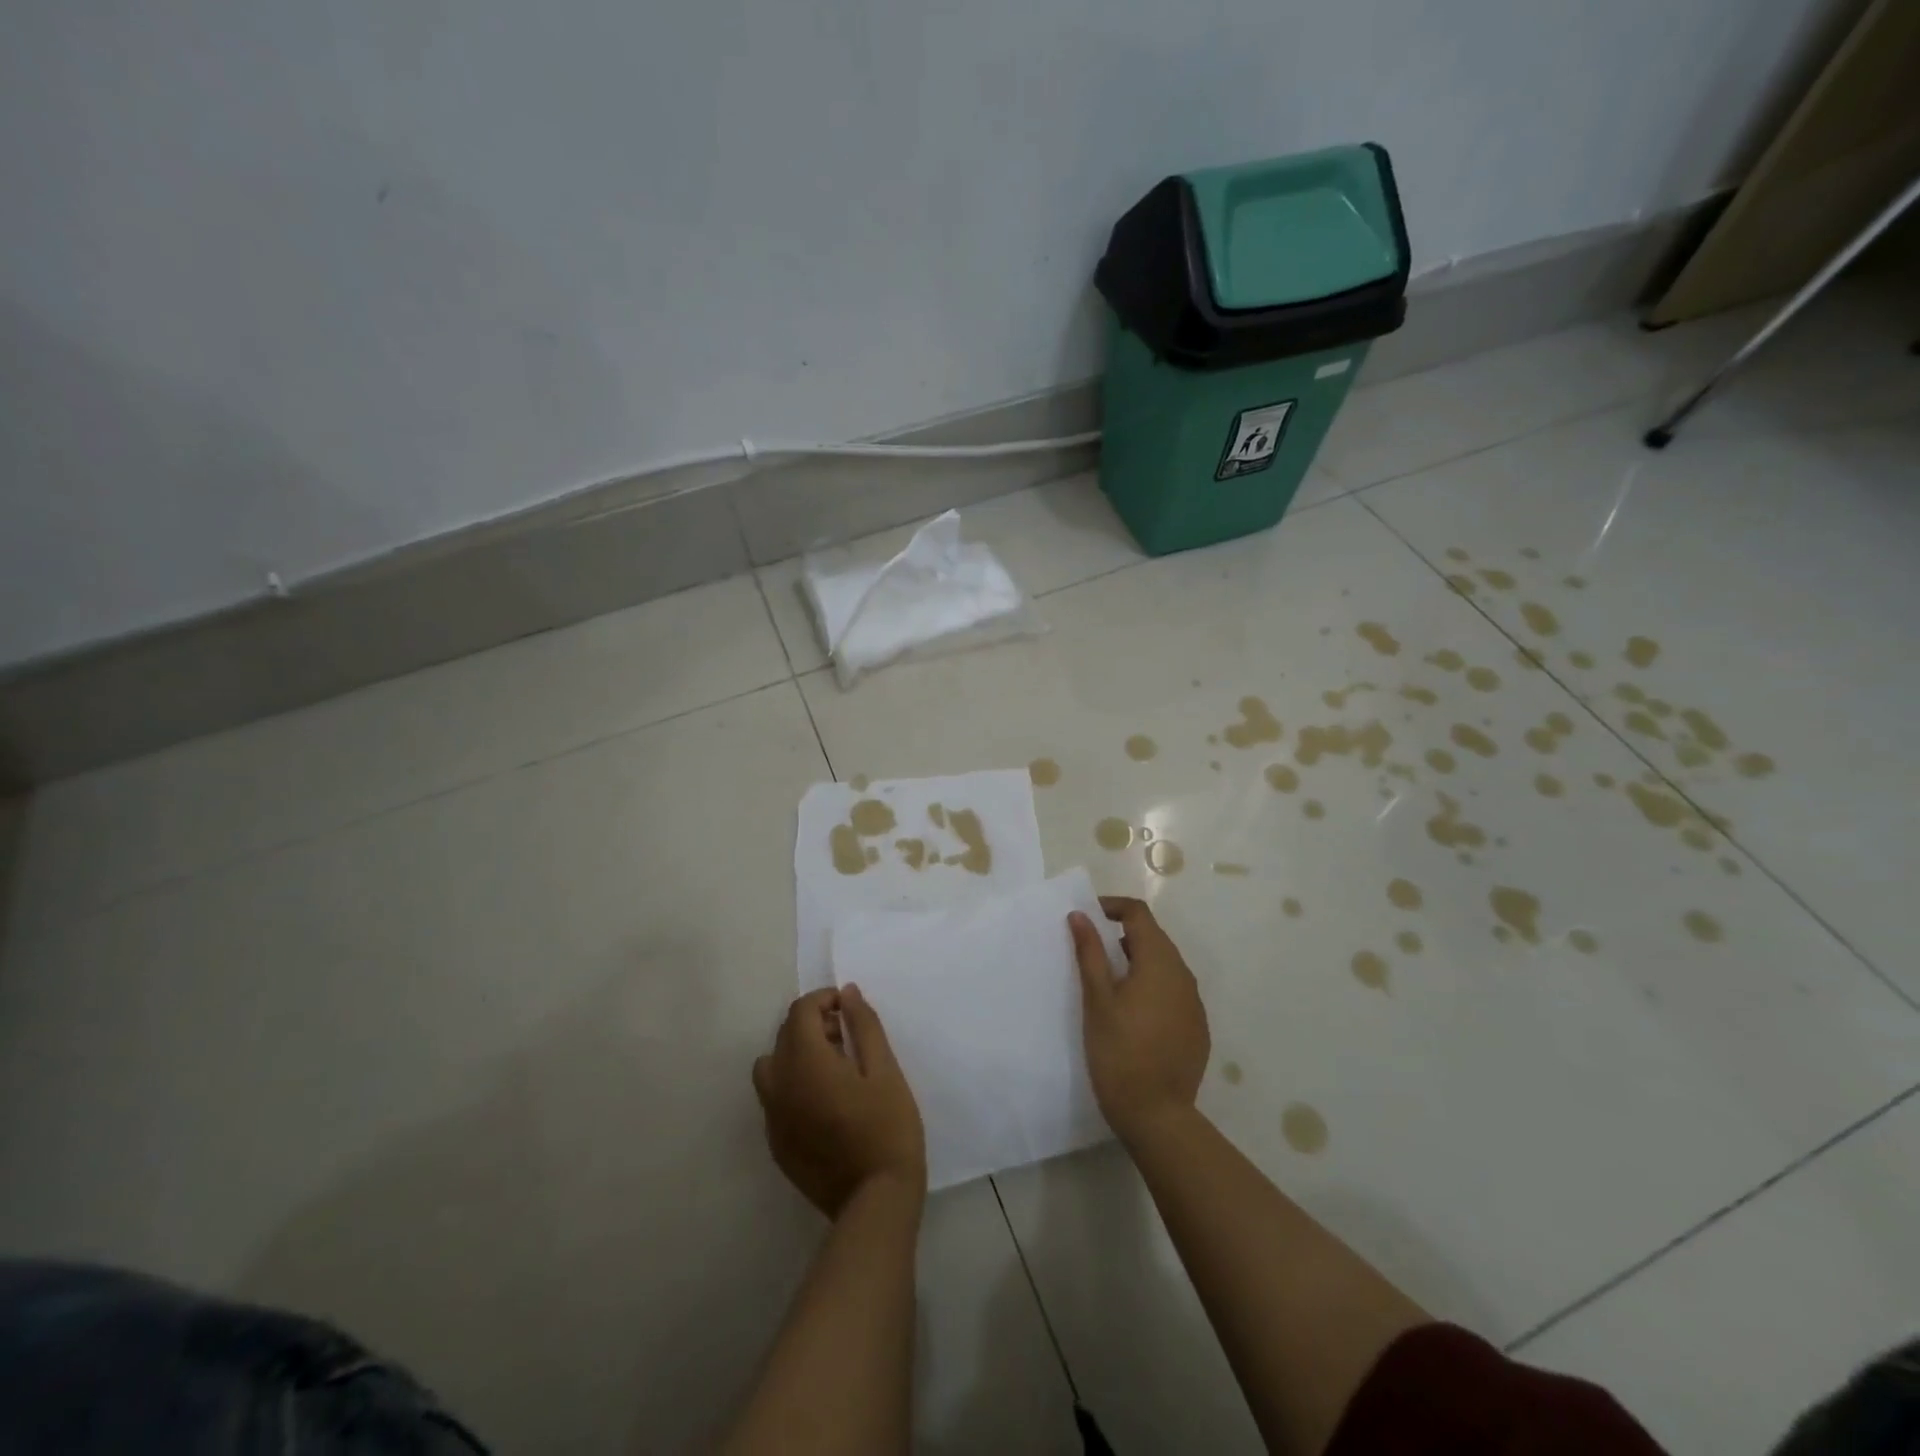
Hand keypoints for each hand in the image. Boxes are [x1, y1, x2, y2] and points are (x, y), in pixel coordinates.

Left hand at [753, 986, 926, 1217]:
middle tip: (848, 1037)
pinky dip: (792, 1084)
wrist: (875, 1202)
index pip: (800, 1012)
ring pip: (771, 1066)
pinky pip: (774, 1098)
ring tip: (833, 1067)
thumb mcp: (884, 1069)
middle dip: (812, 1024)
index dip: (823, 1000)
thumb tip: (847, 993)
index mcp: (805, 1063)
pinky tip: (825, 1101)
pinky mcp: (776, 1144)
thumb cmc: (887, 1128)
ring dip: (796, 1053)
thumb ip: (863, 1025)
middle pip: (784, 1035)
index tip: (849, 1009)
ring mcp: (773, 1118)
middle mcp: (779, 1086)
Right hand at [1070, 897, 1210, 1144]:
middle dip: (1122, 934)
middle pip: (1153, 937)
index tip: (1086, 918)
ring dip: (1137, 961)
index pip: (1138, 914)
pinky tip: (1132, 1013)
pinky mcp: (1197, 1027)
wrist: (1158, 1116)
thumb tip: (1080, 916)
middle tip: (1091, 950)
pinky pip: (1173, 991)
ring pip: (1164, 965)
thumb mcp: (1097, 1000)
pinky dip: (1151, 987)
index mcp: (1159, 962)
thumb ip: (1090, 953)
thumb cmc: (1119, 1052)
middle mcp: (1183, 975)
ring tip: (1108, 981)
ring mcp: (1194, 1003)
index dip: (1111, 907)